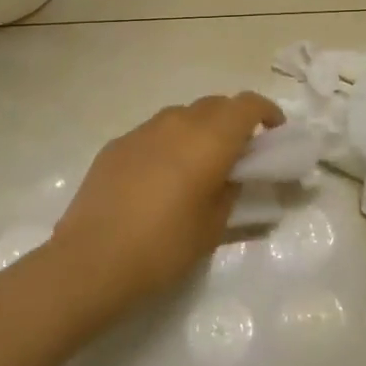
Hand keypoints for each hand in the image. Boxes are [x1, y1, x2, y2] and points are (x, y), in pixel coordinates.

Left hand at [52, 92, 285, 307]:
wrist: (92, 260)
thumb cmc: (164, 246)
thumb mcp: (213, 226)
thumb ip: (230, 191)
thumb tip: (231, 175)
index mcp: (209, 139)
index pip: (247, 105)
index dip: (266, 112)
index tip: (274, 132)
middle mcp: (177, 123)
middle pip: (215, 105)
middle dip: (233, 121)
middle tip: (239, 153)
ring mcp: (142, 130)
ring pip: (182, 116)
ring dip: (199, 130)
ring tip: (197, 165)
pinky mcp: (116, 144)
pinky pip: (154, 133)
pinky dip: (168, 144)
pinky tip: (160, 178)